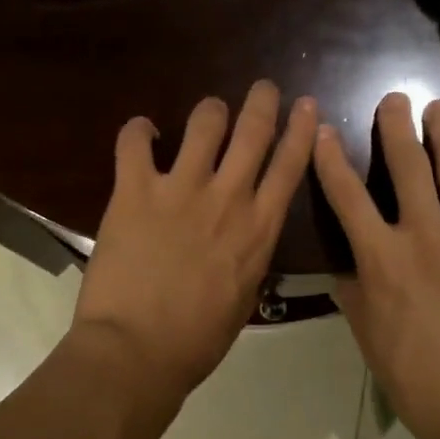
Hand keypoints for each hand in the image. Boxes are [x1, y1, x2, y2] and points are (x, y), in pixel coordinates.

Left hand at [75, 81, 317, 397]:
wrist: (138, 350)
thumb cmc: (196, 340)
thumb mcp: (244, 299)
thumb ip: (249, 259)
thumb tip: (246, 240)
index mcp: (259, 229)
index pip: (289, 166)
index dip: (301, 130)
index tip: (305, 105)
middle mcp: (227, 198)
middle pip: (253, 131)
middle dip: (261, 101)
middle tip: (262, 88)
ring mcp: (181, 189)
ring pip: (205, 123)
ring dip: (210, 111)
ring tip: (208, 113)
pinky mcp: (136, 190)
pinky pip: (135, 141)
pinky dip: (138, 130)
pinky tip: (142, 132)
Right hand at [312, 93, 439, 438]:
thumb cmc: (420, 381)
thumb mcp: (370, 339)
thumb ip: (355, 295)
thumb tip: (344, 267)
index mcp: (382, 260)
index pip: (348, 198)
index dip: (332, 161)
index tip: (324, 131)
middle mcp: (425, 236)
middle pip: (407, 168)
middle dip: (396, 128)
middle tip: (395, 98)